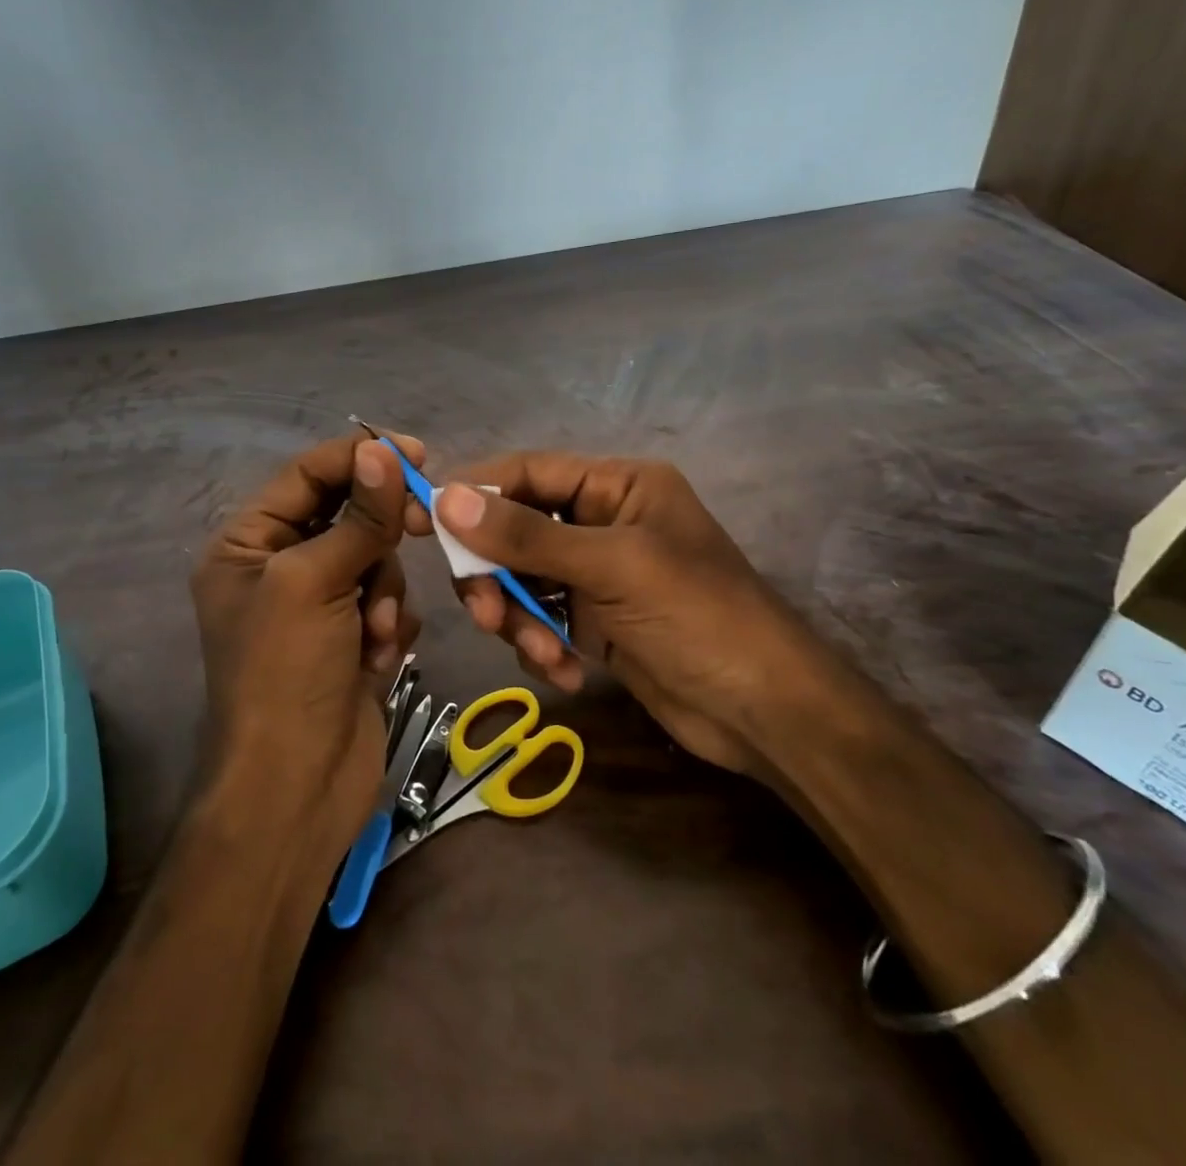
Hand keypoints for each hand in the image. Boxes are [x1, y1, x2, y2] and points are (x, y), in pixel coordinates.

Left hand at [190, 433, 423, 845]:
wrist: (297, 788)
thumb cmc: (286, 674)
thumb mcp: (314, 583)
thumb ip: (358, 516)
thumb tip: (382, 449)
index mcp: (248, 544)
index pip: (307, 476)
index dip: (358, 458)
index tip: (415, 452)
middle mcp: (279, 568)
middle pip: (346, 514)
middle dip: (379, 533)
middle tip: (422, 524)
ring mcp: (317, 606)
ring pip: (374, 559)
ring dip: (383, 593)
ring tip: (374, 634)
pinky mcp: (350, 638)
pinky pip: (386, 602)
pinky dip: (389, 624)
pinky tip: (378, 658)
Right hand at [412, 452, 823, 775]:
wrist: (764, 712)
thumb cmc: (697, 617)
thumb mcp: (611, 567)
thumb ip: (526, 535)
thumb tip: (446, 498)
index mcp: (616, 486)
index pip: (526, 472)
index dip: (472, 492)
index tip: (420, 521)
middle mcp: (601, 521)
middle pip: (514, 531)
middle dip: (496, 575)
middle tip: (486, 615)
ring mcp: (596, 575)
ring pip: (521, 581)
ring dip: (520, 620)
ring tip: (546, 655)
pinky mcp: (594, 622)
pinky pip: (541, 621)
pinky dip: (542, 647)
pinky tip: (568, 673)